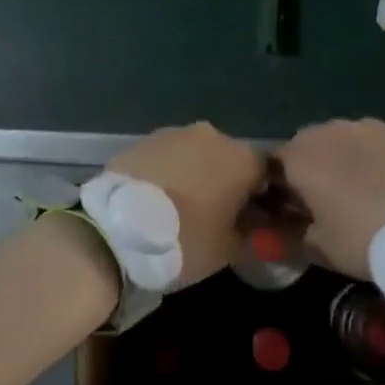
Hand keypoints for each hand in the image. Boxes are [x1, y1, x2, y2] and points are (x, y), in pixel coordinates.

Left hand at [108, 122, 263, 284]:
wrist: (117, 230)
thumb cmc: (185, 240)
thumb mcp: (229, 250)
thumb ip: (254, 235)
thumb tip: (262, 228)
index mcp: (242, 159)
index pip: (267, 172)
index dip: (263, 196)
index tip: (252, 220)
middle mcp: (213, 136)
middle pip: (230, 159)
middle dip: (226, 182)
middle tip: (214, 216)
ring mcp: (175, 134)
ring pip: (196, 154)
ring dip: (195, 175)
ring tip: (179, 208)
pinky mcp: (143, 140)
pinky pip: (166, 157)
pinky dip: (167, 173)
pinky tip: (155, 199)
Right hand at [280, 119, 384, 279]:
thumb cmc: (368, 238)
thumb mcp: (322, 249)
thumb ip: (292, 236)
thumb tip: (277, 234)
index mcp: (299, 158)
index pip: (271, 167)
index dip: (278, 190)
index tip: (290, 213)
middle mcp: (325, 131)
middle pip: (305, 148)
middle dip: (309, 171)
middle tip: (325, 204)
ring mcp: (363, 126)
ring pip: (339, 141)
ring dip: (340, 160)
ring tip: (360, 193)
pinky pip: (370, 142)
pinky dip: (371, 158)